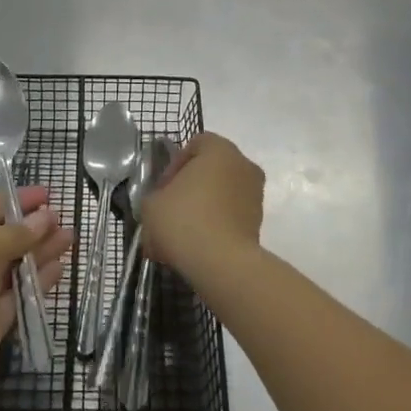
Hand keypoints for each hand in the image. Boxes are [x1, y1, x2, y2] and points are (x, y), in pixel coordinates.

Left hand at [0, 186, 72, 410]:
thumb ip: (14, 234)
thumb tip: (44, 219)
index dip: (13, 201)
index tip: (47, 194)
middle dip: (29, 228)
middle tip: (62, 217)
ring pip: (9, 269)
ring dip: (38, 253)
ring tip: (70, 238)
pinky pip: (15, 298)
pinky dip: (36, 283)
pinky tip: (59, 269)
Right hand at [141, 132, 263, 284]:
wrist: (222, 264)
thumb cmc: (184, 220)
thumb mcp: (151, 205)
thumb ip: (155, 196)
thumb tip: (161, 204)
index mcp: (219, 149)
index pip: (195, 145)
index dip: (174, 165)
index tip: (163, 190)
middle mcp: (243, 165)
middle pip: (210, 171)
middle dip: (189, 189)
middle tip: (170, 211)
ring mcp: (255, 195)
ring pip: (221, 196)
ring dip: (203, 209)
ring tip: (181, 235)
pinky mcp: (259, 223)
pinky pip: (231, 217)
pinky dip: (215, 227)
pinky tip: (197, 248)